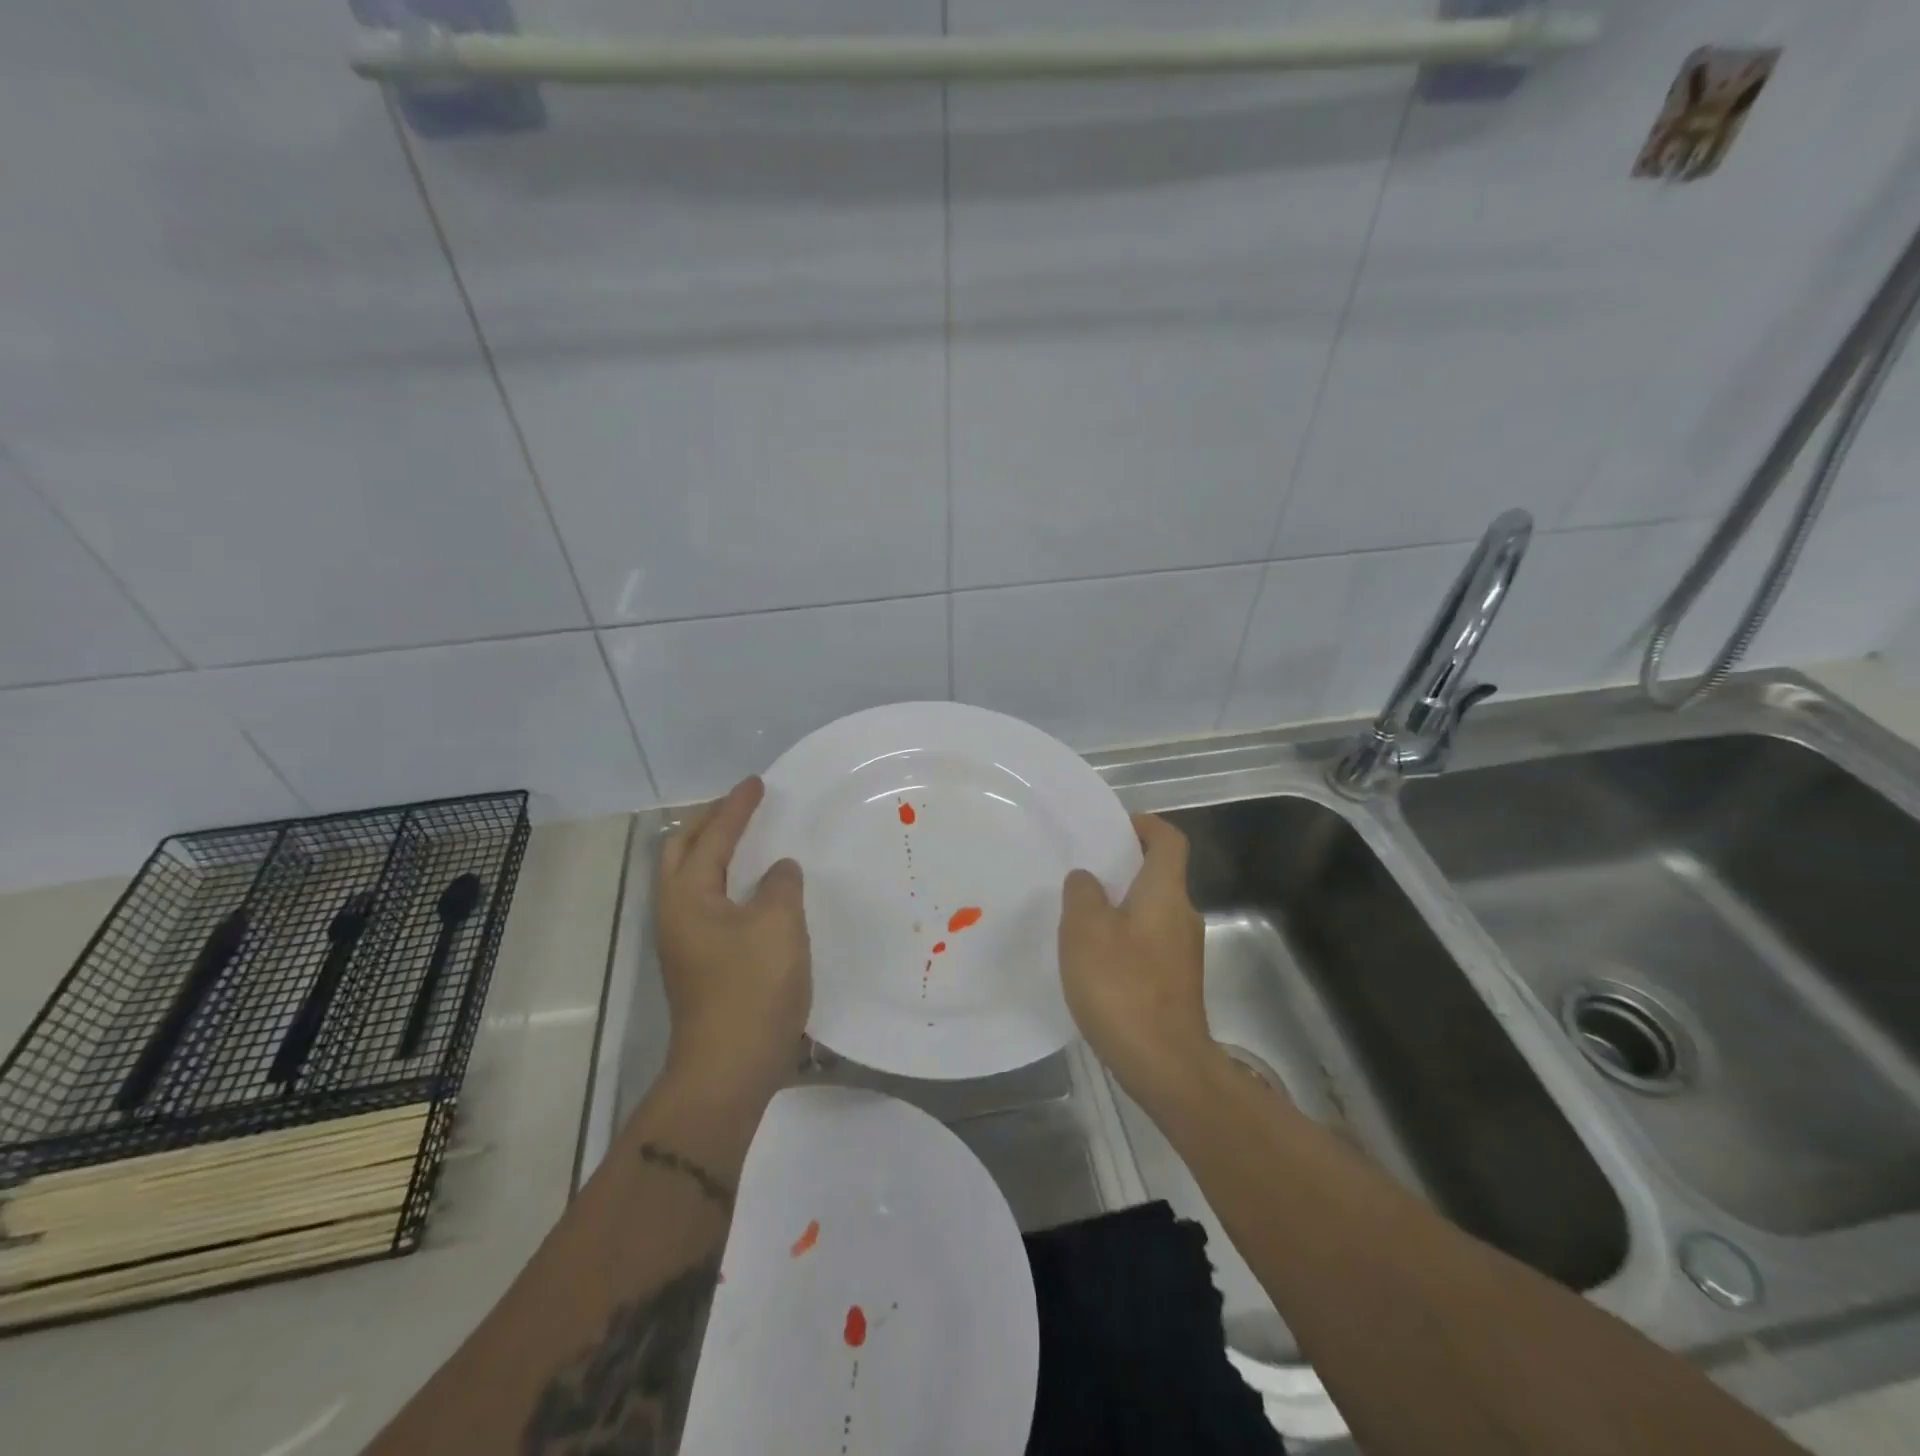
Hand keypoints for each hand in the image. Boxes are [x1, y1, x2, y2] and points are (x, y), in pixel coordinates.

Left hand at [655, 776, 809, 1104]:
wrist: (728, 1070)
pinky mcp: (698, 963)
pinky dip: (726, 880)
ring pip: (692, 878)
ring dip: (714, 851)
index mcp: (688, 895)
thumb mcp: (778, 924)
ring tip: (747, 839)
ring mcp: (683, 941)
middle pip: (682, 850)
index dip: (736, 807)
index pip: (712, 835)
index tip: (757, 783)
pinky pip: (708, 902)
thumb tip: (778, 871)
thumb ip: (780, 885)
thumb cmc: (752, 989)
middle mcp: (675, 912)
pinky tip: (754, 890)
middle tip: (742, 806)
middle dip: (709, 822)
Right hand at [1059, 814, 1211, 1100]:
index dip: (1145, 825)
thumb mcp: (1084, 930)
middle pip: (1159, 876)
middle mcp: (1183, 915)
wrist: (1164, 1064)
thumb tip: (1088, 879)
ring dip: (1121, 906)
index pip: (1169, 840)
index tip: (1115, 827)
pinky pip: (1150, 943)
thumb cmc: (1122, 986)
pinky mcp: (1177, 983)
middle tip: (1083, 874)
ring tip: (1080, 917)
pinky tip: (1095, 960)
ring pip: (1152, 912)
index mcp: (1165, 893)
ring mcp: (1184, 953)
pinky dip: (1125, 938)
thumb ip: (1083, 894)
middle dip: (1124, 869)